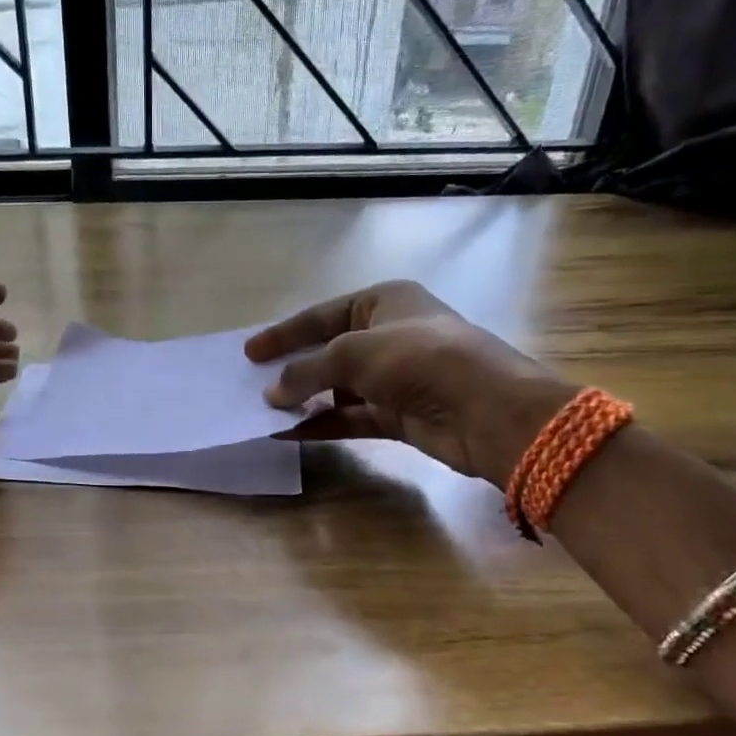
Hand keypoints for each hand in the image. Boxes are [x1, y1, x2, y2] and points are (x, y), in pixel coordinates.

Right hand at [245, 280, 570, 480]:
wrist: (486, 410)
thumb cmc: (420, 359)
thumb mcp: (355, 353)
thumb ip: (308, 370)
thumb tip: (272, 393)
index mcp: (384, 302)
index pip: (322, 314)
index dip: (284, 332)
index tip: (249, 352)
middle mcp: (389, 336)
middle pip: (329, 351)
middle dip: (293, 369)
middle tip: (253, 384)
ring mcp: (395, 378)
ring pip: (337, 389)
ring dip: (305, 400)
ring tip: (266, 412)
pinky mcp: (399, 416)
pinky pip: (350, 418)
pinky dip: (322, 425)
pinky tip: (291, 433)